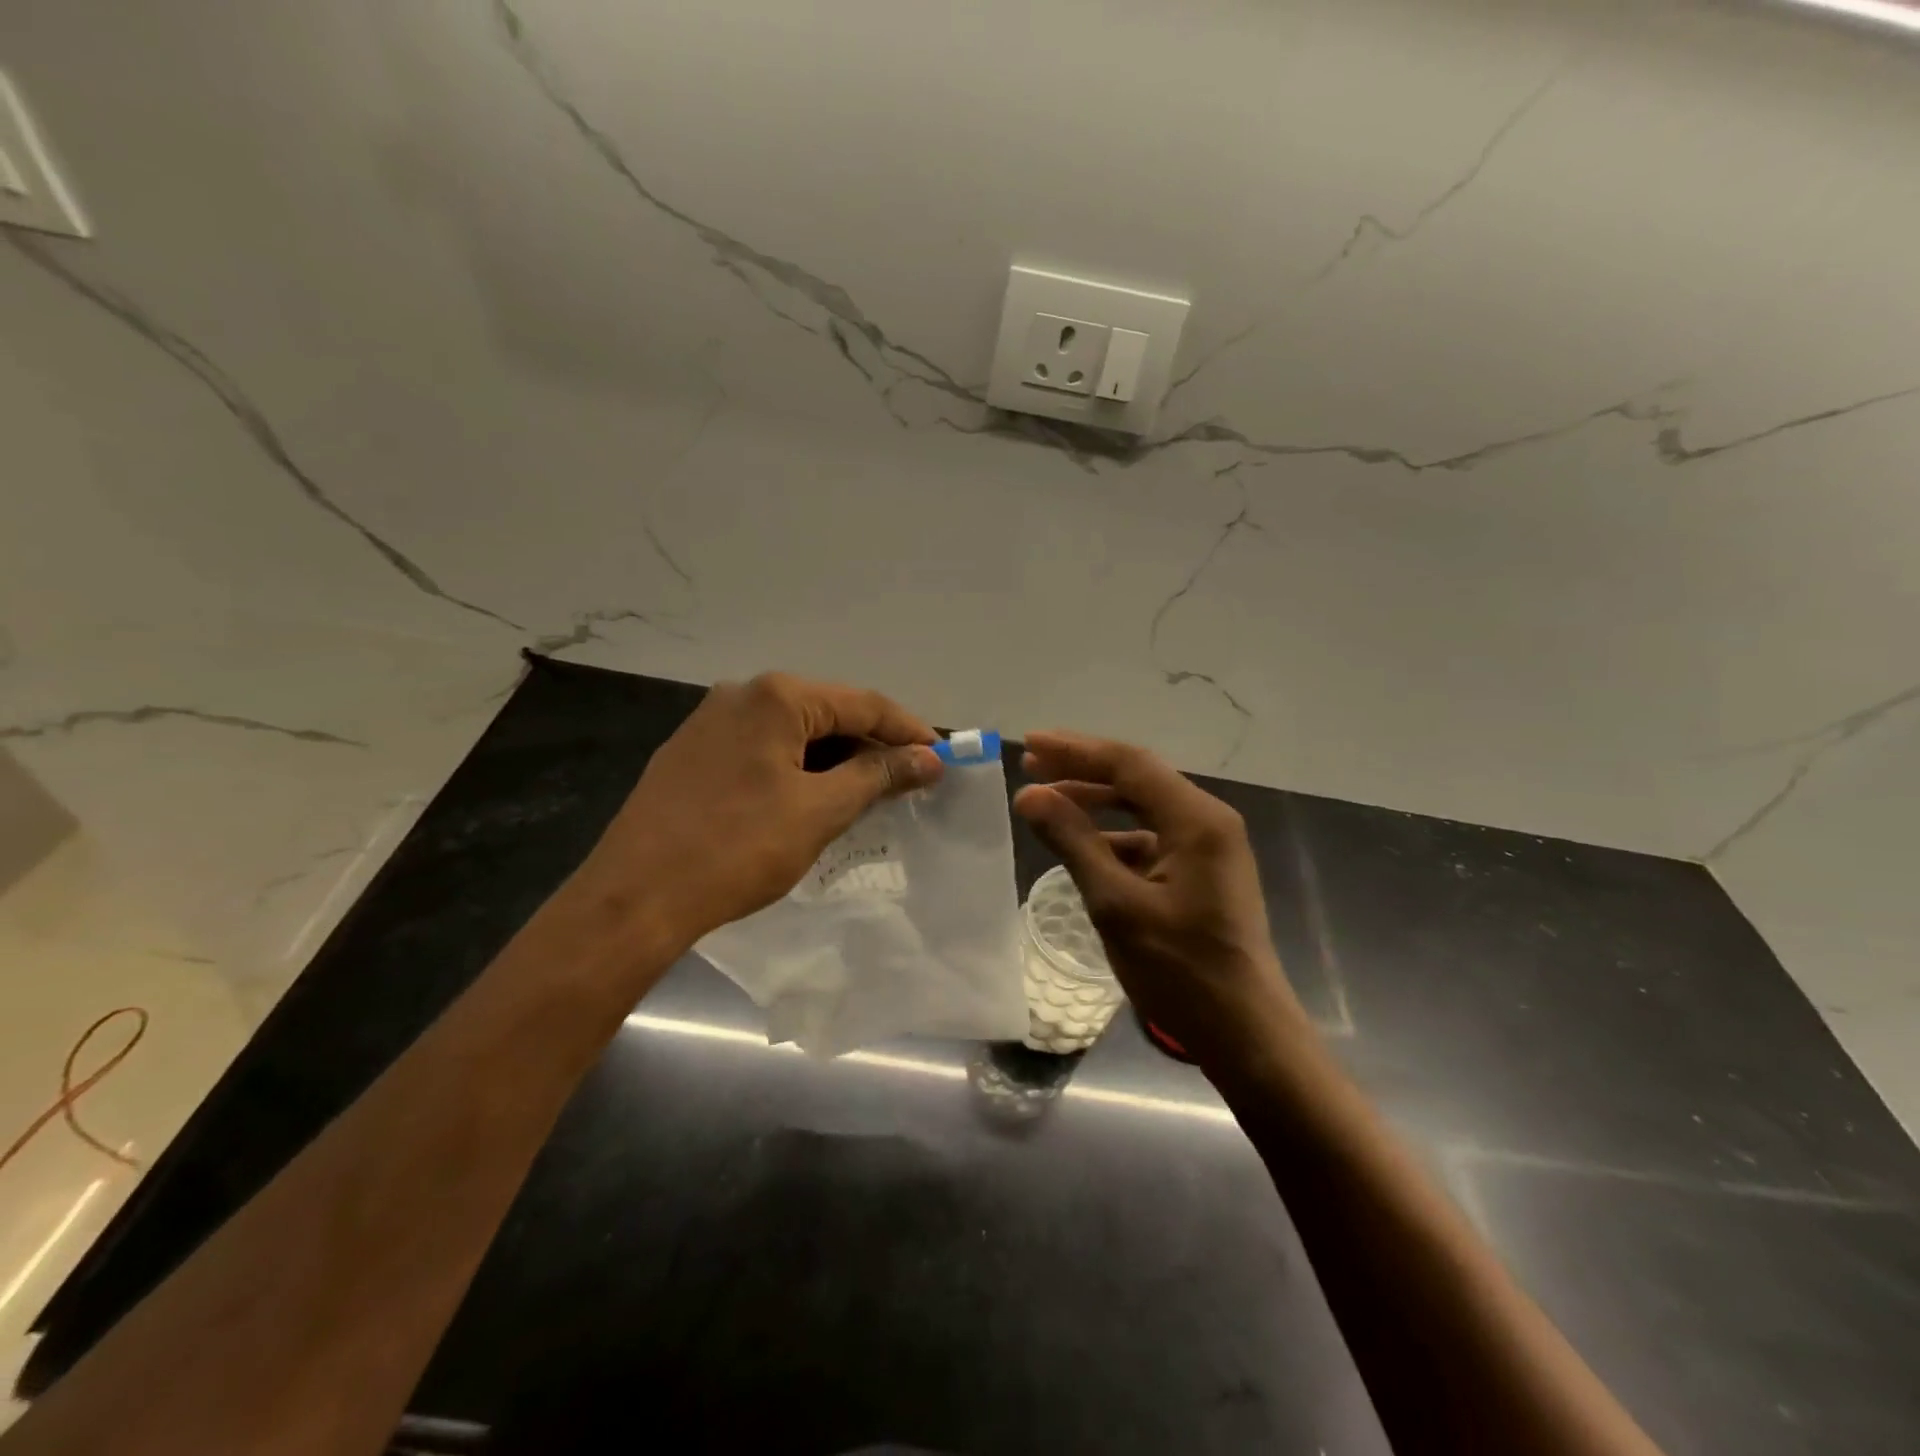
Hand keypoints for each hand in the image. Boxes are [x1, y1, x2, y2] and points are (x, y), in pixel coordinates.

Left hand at [575, 673, 942, 952]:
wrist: (635, 897)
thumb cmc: (738, 848)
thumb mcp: (819, 810)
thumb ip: (878, 776)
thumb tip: (928, 759)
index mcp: (776, 697)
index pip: (863, 704)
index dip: (907, 731)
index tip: (940, 759)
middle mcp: (742, 694)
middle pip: (827, 713)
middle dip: (870, 747)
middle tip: (906, 783)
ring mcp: (710, 722)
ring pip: (794, 733)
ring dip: (834, 761)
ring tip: (865, 797)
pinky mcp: (693, 753)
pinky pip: (762, 750)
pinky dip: (797, 769)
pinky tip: (810, 800)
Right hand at [1013, 731, 1306, 1067]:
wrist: (1244, 1033)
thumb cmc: (1180, 970)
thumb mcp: (1116, 904)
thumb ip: (1073, 841)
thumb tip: (1029, 794)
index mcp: (1197, 819)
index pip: (1129, 764)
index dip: (1075, 750)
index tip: (1029, 745)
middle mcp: (1208, 821)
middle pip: (1138, 778)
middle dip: (1082, 769)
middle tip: (1030, 765)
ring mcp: (1209, 846)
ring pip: (1144, 806)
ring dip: (1096, 801)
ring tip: (1048, 799)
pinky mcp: (1202, 871)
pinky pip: (1152, 836)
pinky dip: (1114, 835)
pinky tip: (1082, 845)